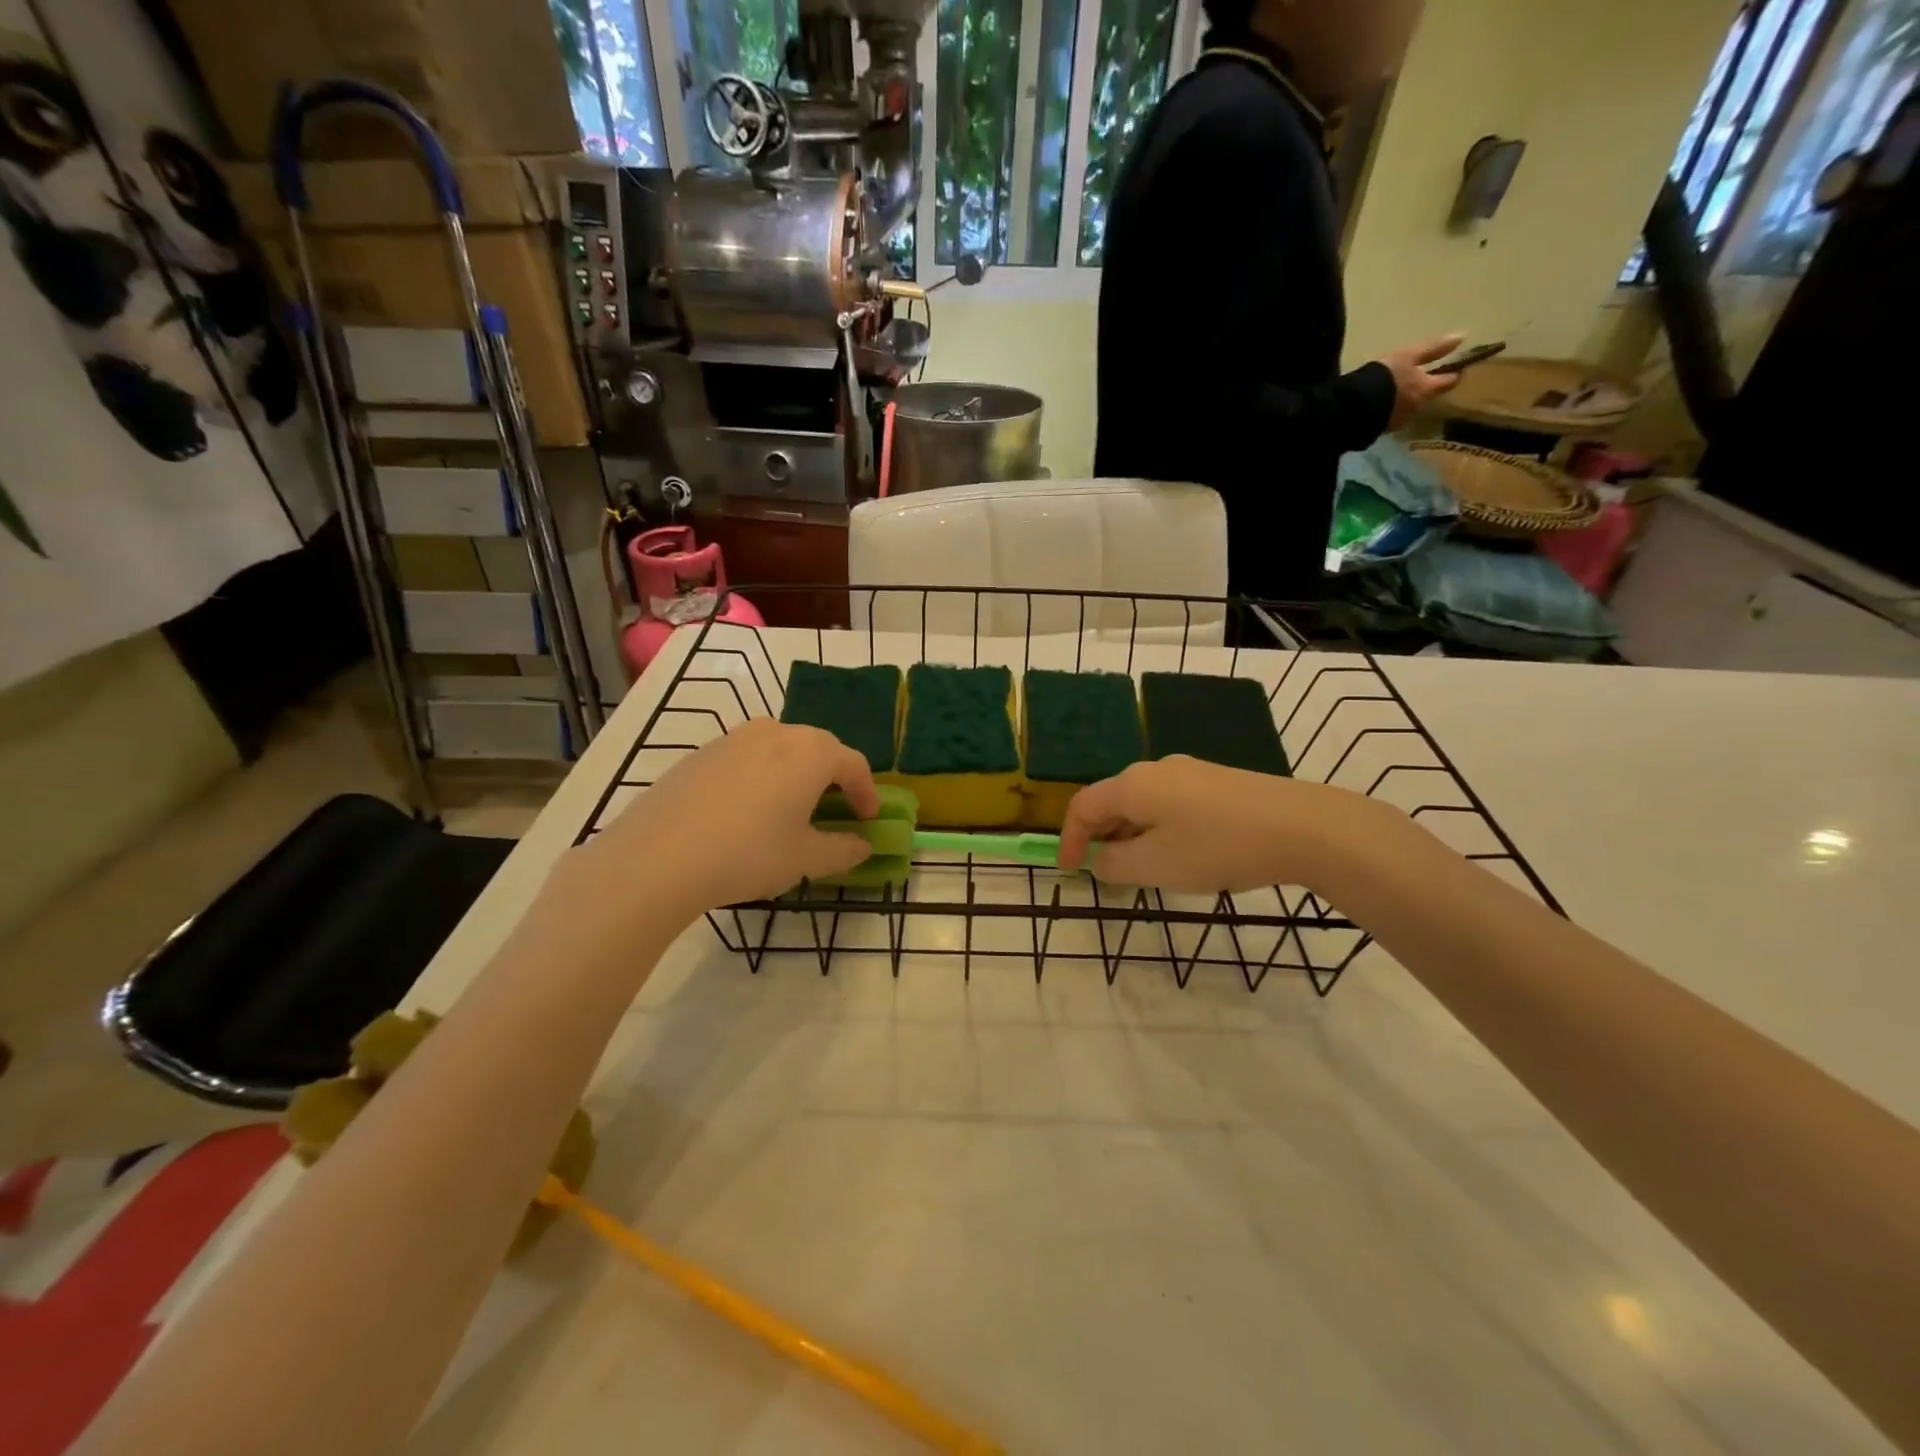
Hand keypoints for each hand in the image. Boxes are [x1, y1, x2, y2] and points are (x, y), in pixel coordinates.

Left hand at [570, 719, 877, 919]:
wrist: (658, 857)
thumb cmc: (748, 853)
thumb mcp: (805, 858)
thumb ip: (843, 849)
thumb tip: (862, 845)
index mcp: (811, 751)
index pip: (853, 764)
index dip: (867, 792)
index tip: (868, 818)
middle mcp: (776, 732)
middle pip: (817, 749)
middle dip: (832, 779)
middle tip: (834, 811)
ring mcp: (734, 738)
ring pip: (779, 751)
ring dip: (794, 775)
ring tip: (789, 811)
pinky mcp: (701, 753)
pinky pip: (746, 759)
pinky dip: (760, 779)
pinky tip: (746, 813)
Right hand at [1057, 756, 1395, 895]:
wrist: (1303, 826)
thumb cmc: (1217, 847)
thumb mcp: (1155, 866)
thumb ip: (1114, 864)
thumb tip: (1100, 858)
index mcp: (1132, 784)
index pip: (1083, 806)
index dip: (1069, 839)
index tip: (1070, 872)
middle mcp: (1156, 769)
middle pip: (1113, 801)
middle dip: (1102, 837)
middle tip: (1106, 873)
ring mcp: (1191, 772)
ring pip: (1144, 803)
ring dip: (1133, 835)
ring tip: (1145, 869)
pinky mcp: (1219, 782)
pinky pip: (1173, 804)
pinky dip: (1161, 828)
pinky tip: (1184, 853)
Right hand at [1379, 333, 1465, 429]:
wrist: (1355, 406)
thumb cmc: (1386, 377)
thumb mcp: (1408, 356)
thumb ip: (1432, 349)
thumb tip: (1460, 338)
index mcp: (1426, 389)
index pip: (1447, 382)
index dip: (1453, 375)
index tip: (1454, 370)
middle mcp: (1416, 408)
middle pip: (1426, 398)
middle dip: (1424, 391)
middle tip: (1417, 384)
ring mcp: (1398, 422)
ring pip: (1407, 410)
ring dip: (1403, 403)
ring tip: (1392, 397)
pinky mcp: (1380, 430)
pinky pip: (1388, 419)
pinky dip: (1387, 412)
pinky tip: (1378, 408)